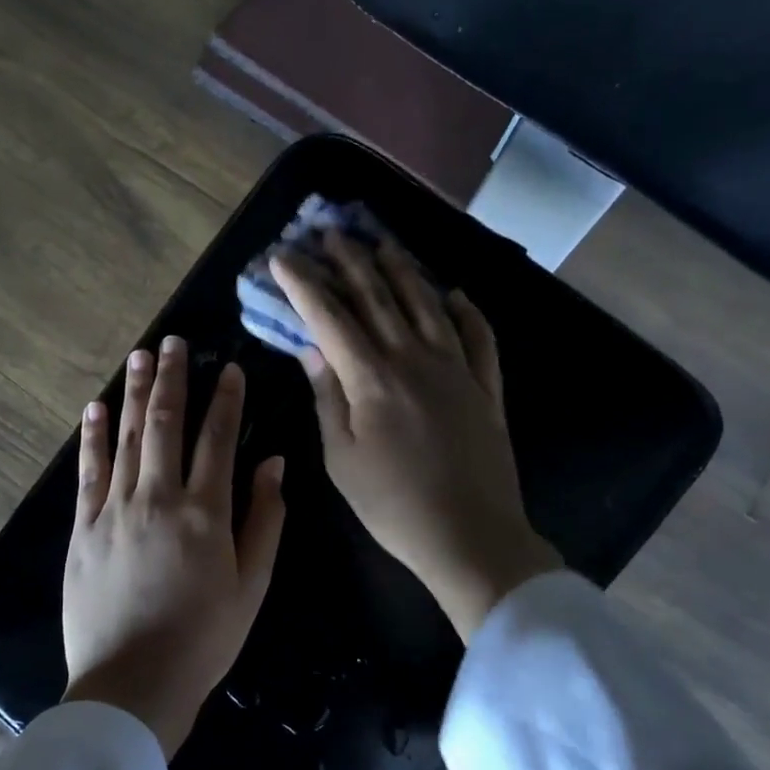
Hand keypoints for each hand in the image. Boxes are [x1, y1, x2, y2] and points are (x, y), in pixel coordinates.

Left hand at [62, 335, 287, 756]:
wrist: (132, 685)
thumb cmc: (204, 639)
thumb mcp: (252, 585)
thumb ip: (265, 519)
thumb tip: (272, 463)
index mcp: (206, 512)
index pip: (218, 439)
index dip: (226, 400)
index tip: (229, 368)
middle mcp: (159, 498)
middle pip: (166, 424)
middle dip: (172, 379)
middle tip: (174, 342)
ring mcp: (115, 510)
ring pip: (127, 438)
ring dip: (134, 393)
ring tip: (139, 356)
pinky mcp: (83, 529)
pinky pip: (88, 472)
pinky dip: (92, 437)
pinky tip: (95, 408)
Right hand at [271, 233, 559, 640]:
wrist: (472, 537)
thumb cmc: (394, 506)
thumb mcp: (342, 458)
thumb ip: (327, 397)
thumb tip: (311, 348)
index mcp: (372, 377)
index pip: (330, 316)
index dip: (304, 283)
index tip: (283, 256)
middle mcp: (415, 358)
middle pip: (378, 297)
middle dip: (349, 261)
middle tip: (329, 232)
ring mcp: (457, 369)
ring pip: (427, 305)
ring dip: (402, 270)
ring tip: (383, 244)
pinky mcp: (486, 388)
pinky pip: (479, 337)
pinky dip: (467, 312)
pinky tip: (456, 294)